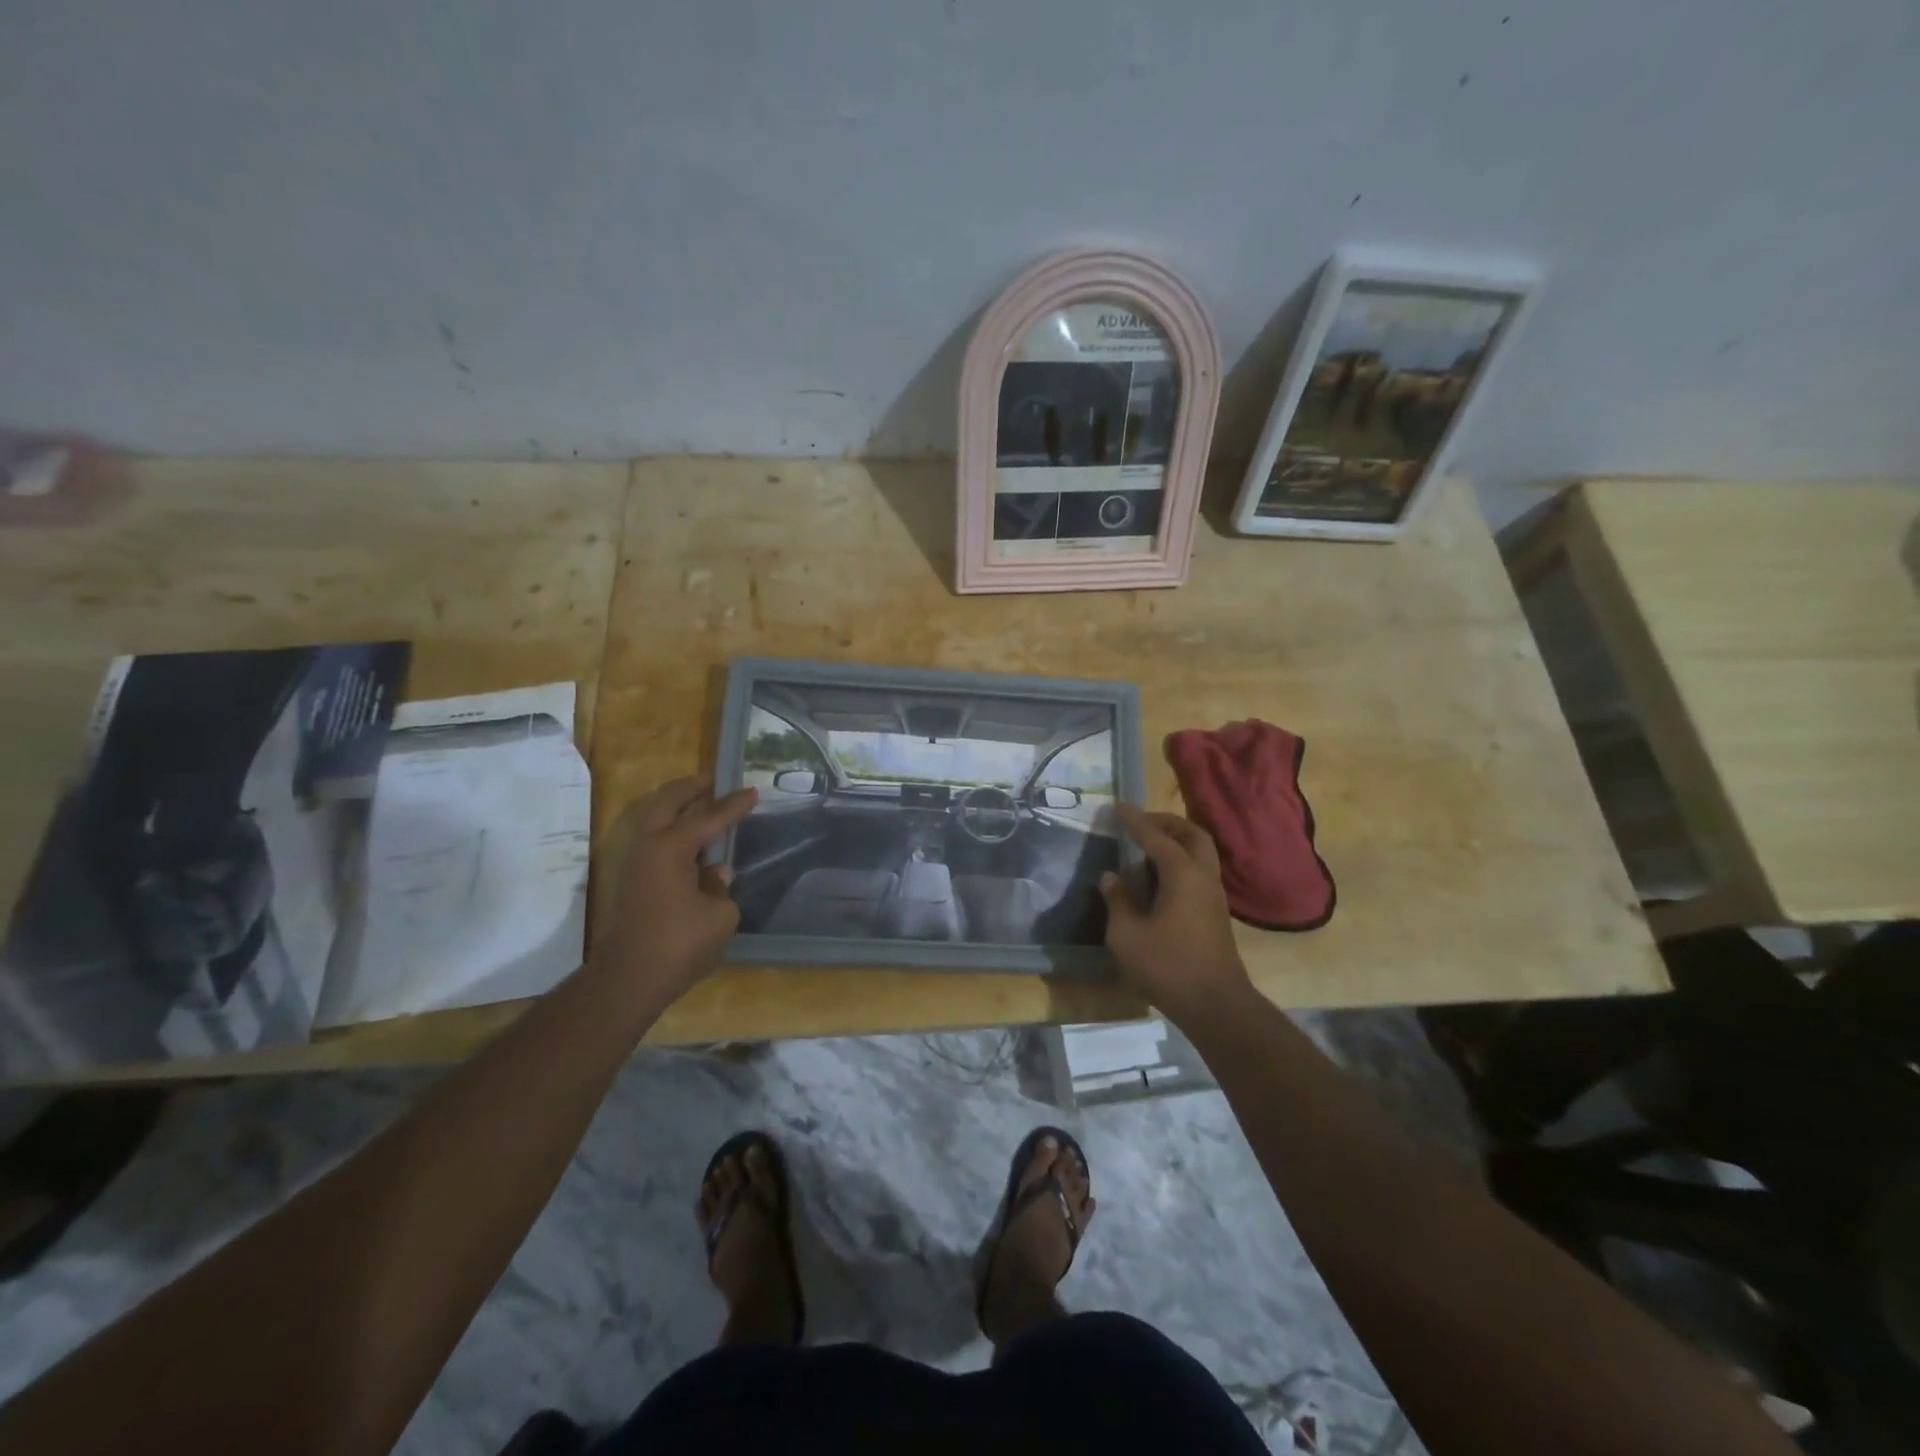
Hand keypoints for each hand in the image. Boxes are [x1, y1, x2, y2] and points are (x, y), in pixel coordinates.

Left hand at [590, 776, 757, 1008]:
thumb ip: (721, 886)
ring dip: (677, 808)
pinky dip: (672, 830)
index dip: (733, 805)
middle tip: (714, 781)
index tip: (753, 791)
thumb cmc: (678, 944)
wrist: (627, 981)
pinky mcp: (631, 882)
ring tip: (703, 805)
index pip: (708, 817)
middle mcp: (648, 847)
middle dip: (691, 789)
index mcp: (670, 848)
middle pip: (667, 802)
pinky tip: (691, 842)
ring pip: (654, 819)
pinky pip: (653, 840)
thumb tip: (716, 872)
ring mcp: (634, 863)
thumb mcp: (719, 916)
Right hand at [1100, 803, 1254, 1026]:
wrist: (1215, 1005)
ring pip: (1201, 853)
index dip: (1134, 820)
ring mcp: (1214, 895)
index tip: (1117, 806)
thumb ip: (1118, 900)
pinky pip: (1199, 871)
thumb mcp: (1127, 935)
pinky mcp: (1215, 913)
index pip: (1155, 836)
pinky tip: (1160, 878)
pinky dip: (1181, 862)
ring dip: (1177, 842)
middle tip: (1141, 824)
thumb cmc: (1167, 966)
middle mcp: (1203, 876)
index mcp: (1182, 874)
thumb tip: (1112, 877)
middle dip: (1166, 823)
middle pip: (1192, 835)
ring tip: (1148, 848)